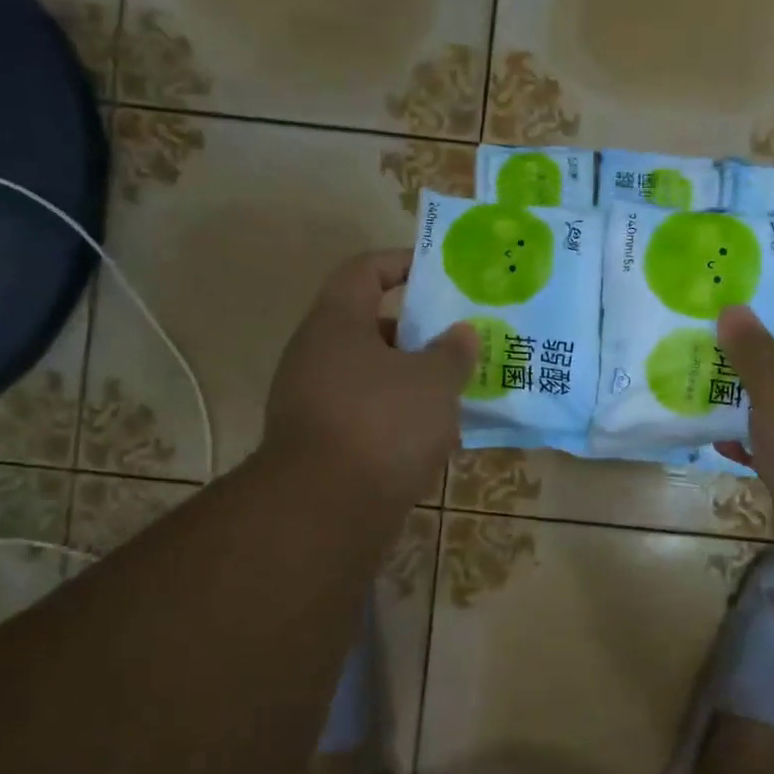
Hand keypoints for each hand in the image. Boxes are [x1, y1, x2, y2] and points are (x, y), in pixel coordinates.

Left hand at [264, 250, 477, 512]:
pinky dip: (398, 417)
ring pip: (370, 375)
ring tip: (454, 389)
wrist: (325, 510)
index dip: (401, 263)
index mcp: (337, 323)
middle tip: (457, 340)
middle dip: (417, 333)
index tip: (439, 273)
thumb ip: (453, 352)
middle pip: (369, 326)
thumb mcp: (433, 381)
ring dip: (410, 379)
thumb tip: (461, 333)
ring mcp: (312, 400)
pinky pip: (366, 414)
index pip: (364, 270)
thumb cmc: (383, 424)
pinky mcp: (320, 443)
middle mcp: (316, 354)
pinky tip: (434, 436)